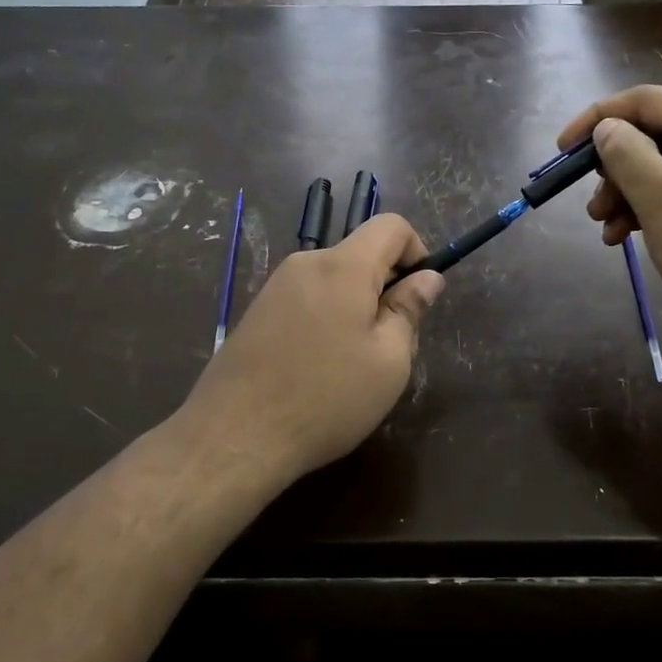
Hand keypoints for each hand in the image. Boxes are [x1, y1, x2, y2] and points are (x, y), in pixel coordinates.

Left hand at [178, 214, 444, 488]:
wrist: (235, 436)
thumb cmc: (326, 398)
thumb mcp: (388, 361)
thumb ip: (409, 310)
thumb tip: (427, 278)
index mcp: (343, 266)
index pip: (391, 226)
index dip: (417, 252)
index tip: (418, 297)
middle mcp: (306, 264)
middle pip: (361, 255)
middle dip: (386, 289)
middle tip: (391, 347)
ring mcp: (276, 287)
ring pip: (335, 282)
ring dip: (357, 309)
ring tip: (355, 367)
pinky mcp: (258, 312)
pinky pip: (309, 300)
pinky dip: (328, 321)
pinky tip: (320, 370)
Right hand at [558, 85, 661, 359]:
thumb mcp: (661, 200)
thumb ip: (627, 156)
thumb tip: (608, 128)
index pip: (643, 100)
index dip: (598, 118)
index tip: (562, 151)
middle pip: (652, 137)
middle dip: (613, 168)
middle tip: (592, 206)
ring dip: (627, 195)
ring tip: (606, 231)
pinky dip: (651, 213)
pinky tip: (627, 240)